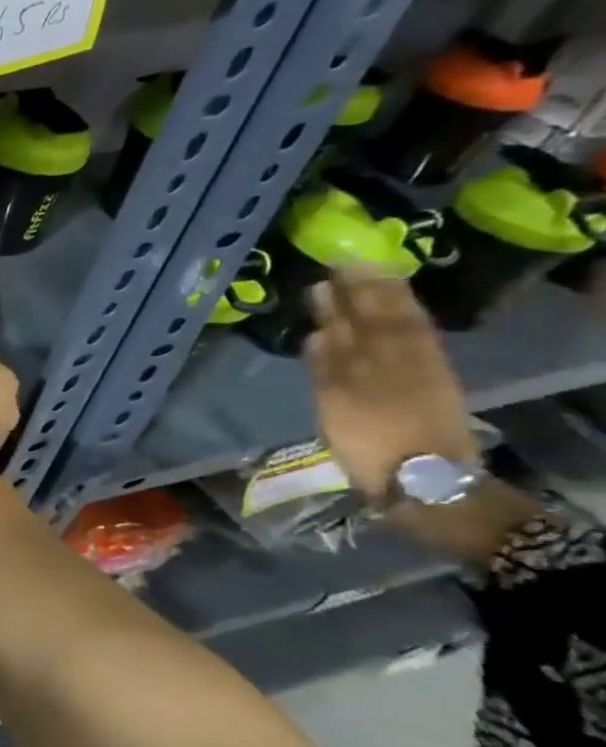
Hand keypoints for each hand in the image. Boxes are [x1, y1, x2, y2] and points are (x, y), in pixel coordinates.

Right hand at [304, 268, 475, 502]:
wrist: (422, 480)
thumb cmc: (371, 443)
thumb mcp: (339, 405)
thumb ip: (329, 366)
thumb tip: (321, 332)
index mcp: (378, 362)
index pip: (364, 317)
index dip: (350, 292)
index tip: (334, 268)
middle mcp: (398, 360)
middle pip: (380, 319)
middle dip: (363, 293)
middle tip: (346, 267)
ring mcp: (414, 373)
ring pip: (397, 330)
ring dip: (379, 306)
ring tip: (361, 285)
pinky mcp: (426, 388)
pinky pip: (410, 347)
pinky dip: (392, 332)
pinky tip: (387, 321)